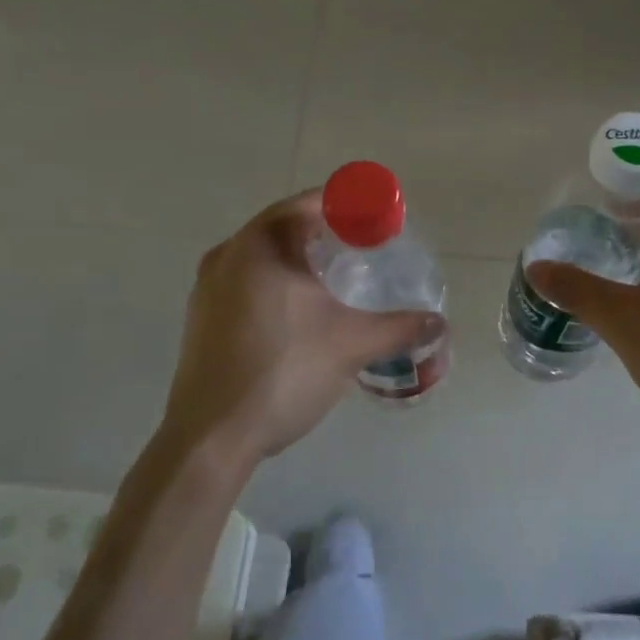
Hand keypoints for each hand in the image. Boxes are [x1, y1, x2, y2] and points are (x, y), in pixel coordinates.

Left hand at [160, 189, 440, 464]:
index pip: (309, 203)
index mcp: (261, 245)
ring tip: (335, 281)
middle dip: (324, 233)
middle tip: (362, 250)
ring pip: (262, 256)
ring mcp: (207, 286)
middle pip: (284, 226)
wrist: (212, 436)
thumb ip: (399, 327)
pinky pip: (246, 281)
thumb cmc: (283, 372)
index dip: (347, 207)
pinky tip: (299, 314)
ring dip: (298, 259)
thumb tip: (438, 322)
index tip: (376, 223)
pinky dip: (276, 283)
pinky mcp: (201, 317)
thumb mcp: (351, 345)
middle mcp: (228, 254)